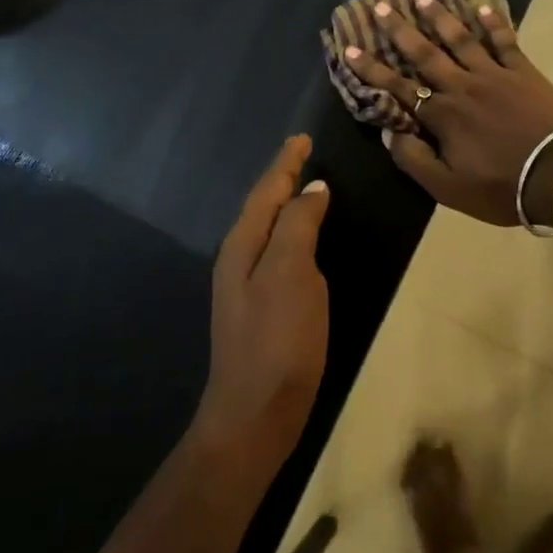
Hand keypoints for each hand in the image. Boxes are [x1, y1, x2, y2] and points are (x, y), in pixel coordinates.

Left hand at [195, 136, 330, 475]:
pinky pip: (279, 252)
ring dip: (286, 204)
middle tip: (305, 154)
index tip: (303, 137)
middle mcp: (240, 259)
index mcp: (243, 246)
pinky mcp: (264, 308)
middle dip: (282, 178)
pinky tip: (306, 239)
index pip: (266, 191)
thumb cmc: (276, 340)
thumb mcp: (290, 274)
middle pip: (262, 206)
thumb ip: (299, 225)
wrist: (255, 415)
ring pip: (269, 229)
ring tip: (308, 186)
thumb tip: (313, 189)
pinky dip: (293, 232)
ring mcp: (249, 286)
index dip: (286, 163)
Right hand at [343, 0, 552, 225]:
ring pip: (462, 40)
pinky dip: (494, 24)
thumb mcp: (448, 188)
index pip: (398, 87)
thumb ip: (414, 160)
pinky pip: (505, 42)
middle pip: (426, 53)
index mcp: (442, 115)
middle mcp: (463, 86)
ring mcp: (495, 74)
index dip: (372, 69)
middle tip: (382, 6)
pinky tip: (483, 7)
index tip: (350, 47)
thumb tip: (389, 134)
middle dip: (400, 30)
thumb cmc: (501, 186)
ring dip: (441, 18)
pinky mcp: (524, 72)